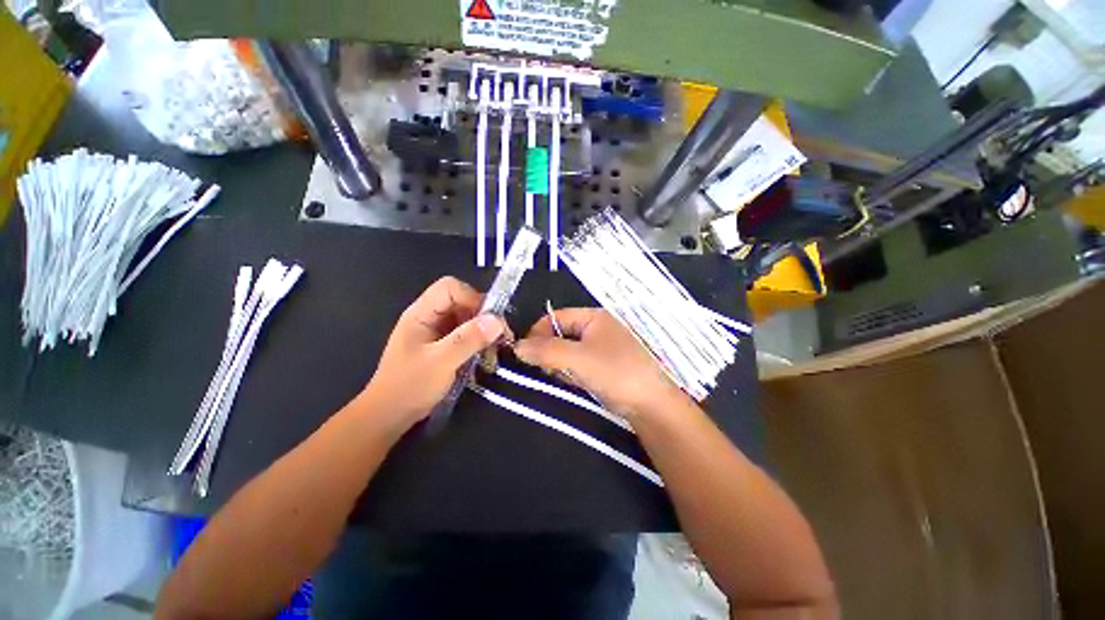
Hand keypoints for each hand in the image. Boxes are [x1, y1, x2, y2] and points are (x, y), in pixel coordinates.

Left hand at [360, 277, 505, 432]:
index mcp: (421, 313)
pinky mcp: (444, 344)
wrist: (390, 416)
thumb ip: (468, 339)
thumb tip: (497, 321)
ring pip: (467, 317)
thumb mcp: (440, 362)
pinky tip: (486, 354)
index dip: (472, 298)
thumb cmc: (409, 386)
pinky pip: (467, 333)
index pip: (450, 288)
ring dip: (484, 330)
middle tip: (499, 336)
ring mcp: (437, 331)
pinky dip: (479, 341)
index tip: (489, 320)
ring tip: (495, 348)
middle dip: (483, 316)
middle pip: (462, 301)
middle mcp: (430, 317)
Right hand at [514, 308, 685, 419]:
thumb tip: (516, 347)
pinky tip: (570, 382)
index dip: (538, 332)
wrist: (652, 406)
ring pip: (569, 350)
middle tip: (542, 368)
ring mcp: (603, 348)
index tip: (524, 353)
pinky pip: (579, 364)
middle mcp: (598, 329)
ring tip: (557, 377)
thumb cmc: (615, 373)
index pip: (556, 317)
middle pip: (561, 333)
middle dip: (548, 350)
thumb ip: (545, 350)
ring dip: (558, 363)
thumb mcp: (578, 358)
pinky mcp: (605, 367)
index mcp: (594, 317)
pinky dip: (570, 371)